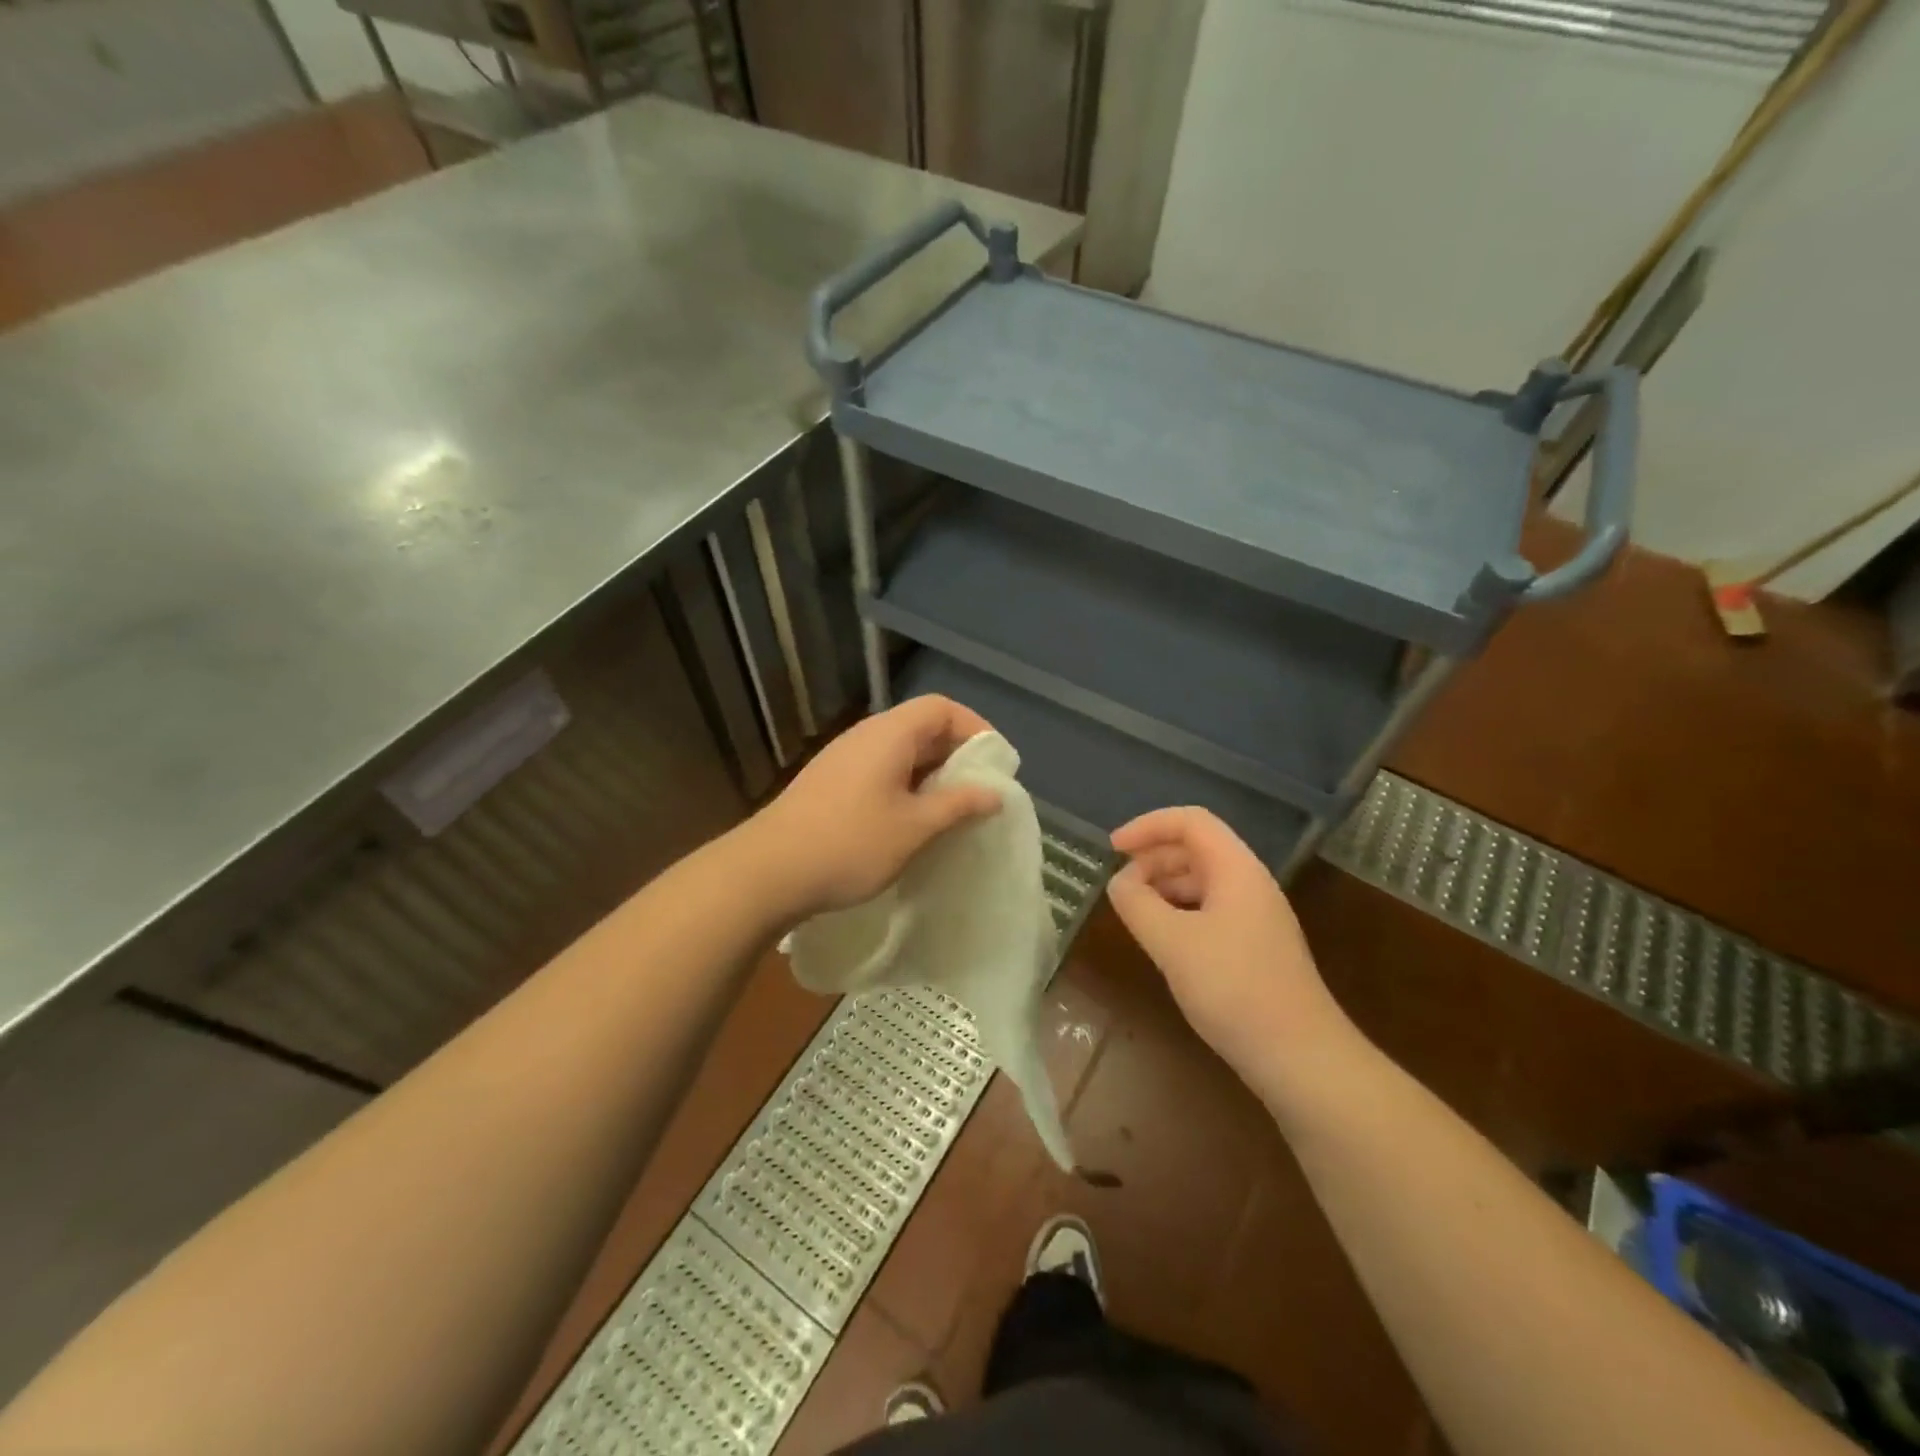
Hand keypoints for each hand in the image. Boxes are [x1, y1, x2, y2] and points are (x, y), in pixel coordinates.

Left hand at [746, 695, 1002, 921]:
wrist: (768, 871)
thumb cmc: (850, 844)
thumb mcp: (915, 827)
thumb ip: (959, 805)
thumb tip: (995, 792)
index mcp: (889, 734)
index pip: (941, 707)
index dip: (975, 728)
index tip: (995, 765)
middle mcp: (865, 735)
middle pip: (921, 726)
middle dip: (955, 755)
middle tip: (978, 792)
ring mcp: (843, 758)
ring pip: (899, 752)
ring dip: (929, 774)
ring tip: (949, 810)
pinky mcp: (829, 782)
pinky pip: (879, 770)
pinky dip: (904, 786)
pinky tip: (908, 822)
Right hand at [1107, 807, 1361, 1102]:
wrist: (1301, 1058)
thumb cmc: (1234, 988)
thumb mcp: (1172, 942)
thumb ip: (1137, 903)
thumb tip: (1119, 882)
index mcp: (1236, 869)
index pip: (1190, 822)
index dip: (1147, 826)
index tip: (1112, 849)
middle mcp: (1250, 884)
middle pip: (1196, 849)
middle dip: (1152, 858)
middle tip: (1119, 887)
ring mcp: (1255, 917)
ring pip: (1202, 881)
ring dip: (1163, 886)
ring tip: (1134, 912)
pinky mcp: (1254, 948)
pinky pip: (1209, 911)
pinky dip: (1178, 913)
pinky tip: (1162, 940)